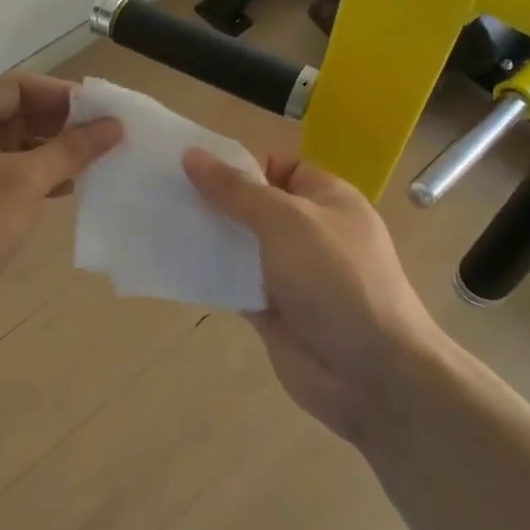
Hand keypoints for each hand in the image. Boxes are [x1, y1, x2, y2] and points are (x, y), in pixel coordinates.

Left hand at [0, 74, 121, 319]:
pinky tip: (63, 190)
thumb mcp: (26, 182)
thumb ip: (72, 149)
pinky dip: (33, 177)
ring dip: (50, 152)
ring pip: (11, 147)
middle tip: (104, 138)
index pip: (19, 87)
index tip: (102, 110)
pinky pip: (3, 174)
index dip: (63, 95)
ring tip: (92, 164)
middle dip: (60, 125)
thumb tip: (114, 125)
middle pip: (15, 114)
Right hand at [184, 149, 441, 444]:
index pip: (279, 167)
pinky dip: (208, 274)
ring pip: (239, 245)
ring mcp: (289, 273)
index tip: (192, 165)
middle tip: (161, 190)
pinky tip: (173, 263)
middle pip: (253, 206)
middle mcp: (308, 232)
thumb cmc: (335, 279)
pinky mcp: (270, 309)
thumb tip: (192, 155)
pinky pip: (233, 283)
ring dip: (206, 237)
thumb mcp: (286, 220)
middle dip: (213, 199)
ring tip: (157, 221)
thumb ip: (236, 190)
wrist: (372, 374)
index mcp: (326, 199)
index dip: (239, 164)